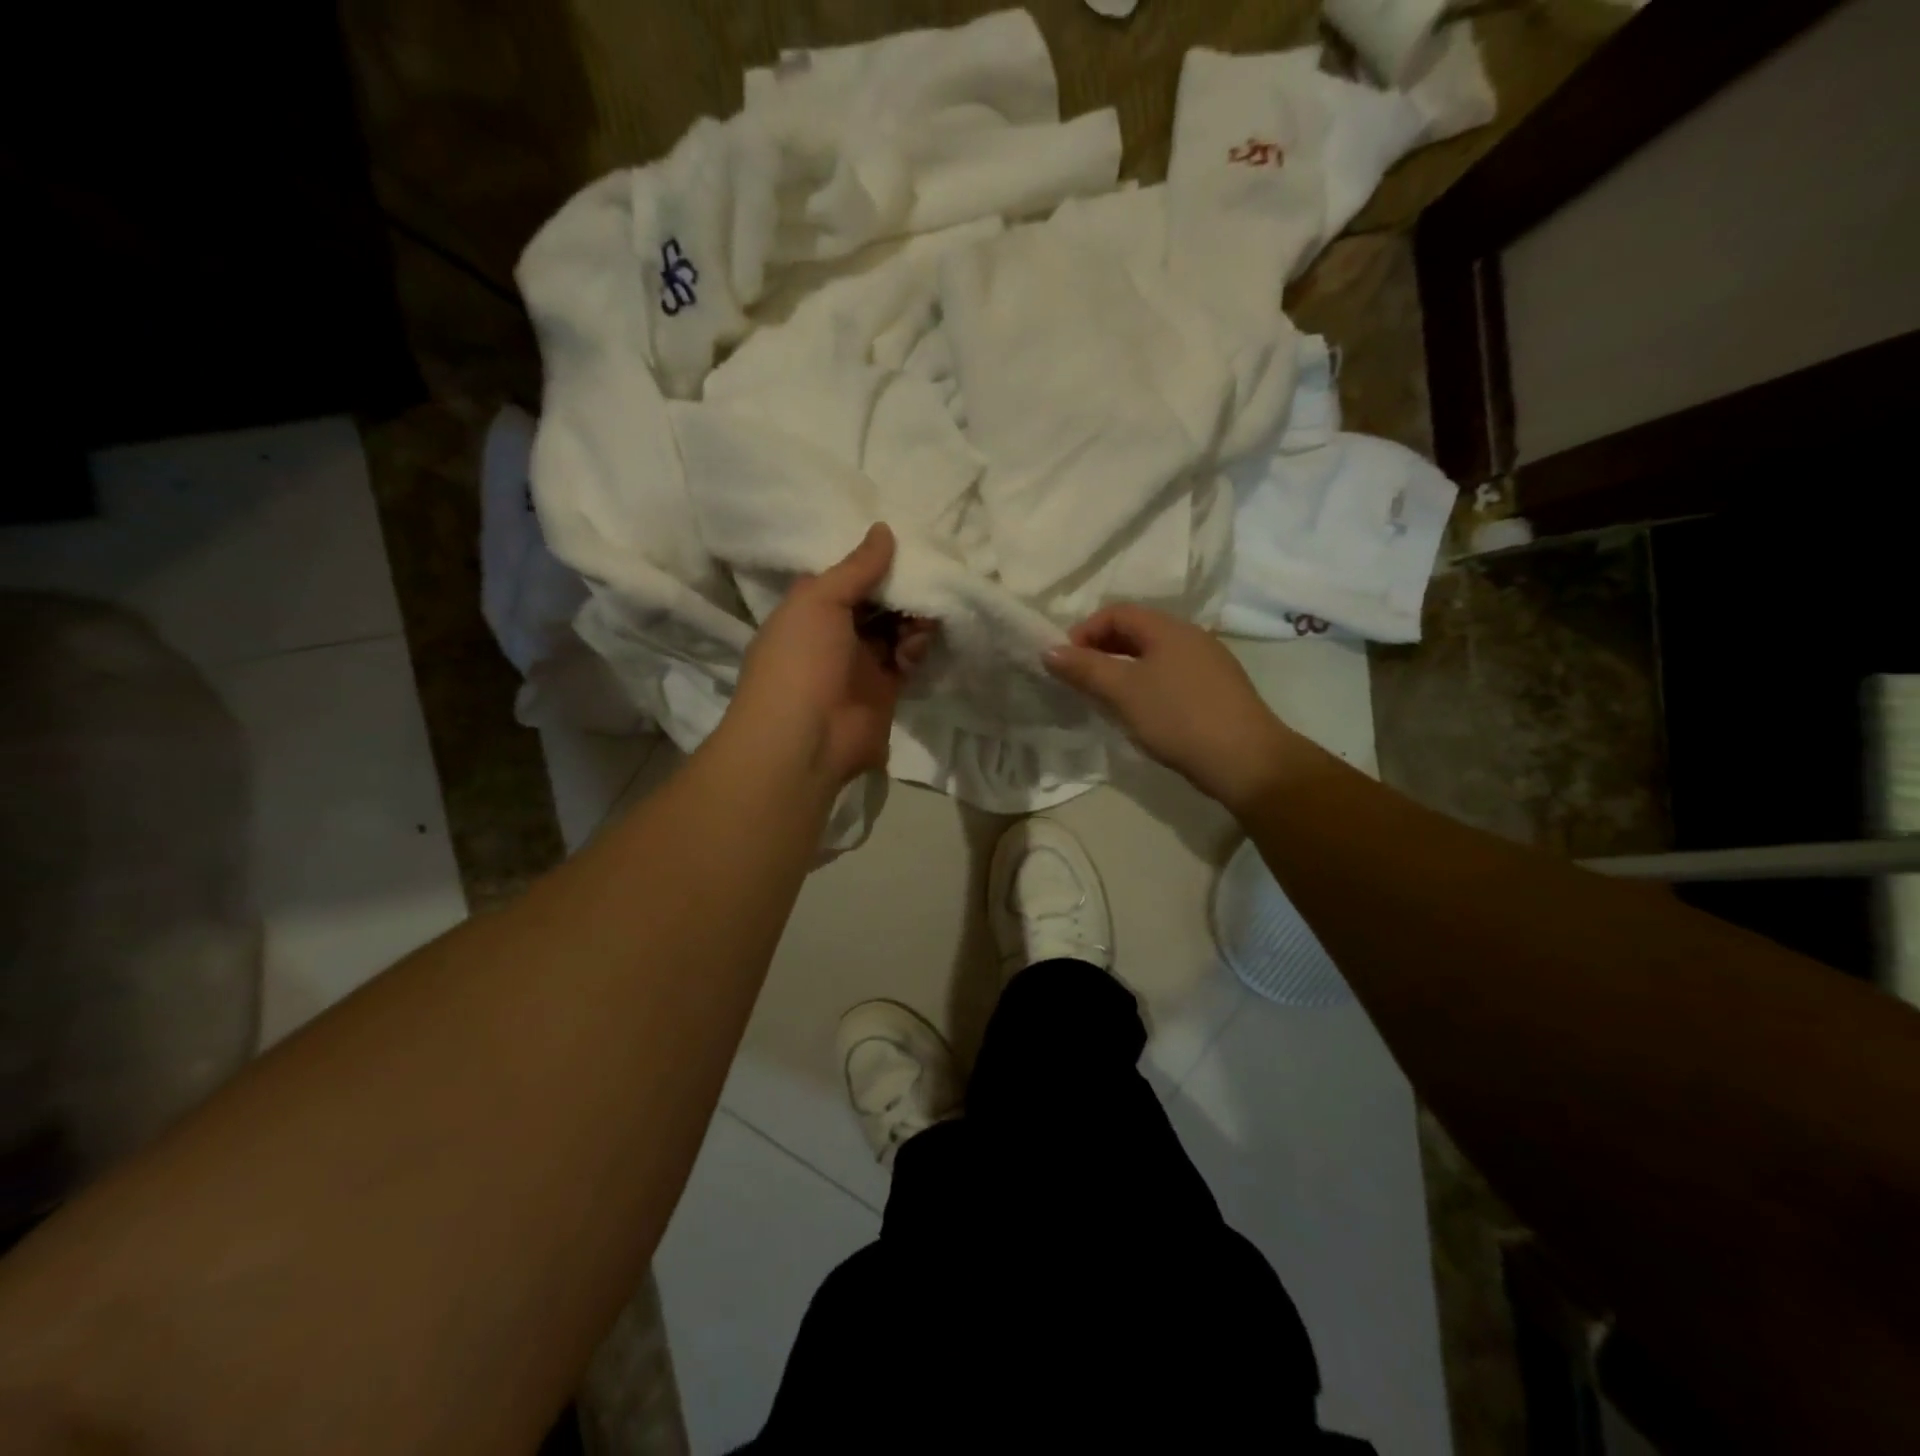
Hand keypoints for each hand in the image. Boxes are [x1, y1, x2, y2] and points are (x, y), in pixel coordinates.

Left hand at [727, 524, 934, 789]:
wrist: (805, 739)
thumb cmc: (800, 660)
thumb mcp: (818, 600)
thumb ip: (856, 567)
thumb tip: (884, 529)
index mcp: (809, 609)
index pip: (847, 577)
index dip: (873, 562)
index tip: (905, 544)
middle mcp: (834, 633)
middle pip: (876, 602)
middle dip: (900, 590)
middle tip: (925, 578)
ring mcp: (860, 663)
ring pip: (896, 628)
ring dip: (912, 618)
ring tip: (920, 617)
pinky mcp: (885, 689)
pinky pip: (908, 658)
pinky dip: (916, 647)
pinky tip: (914, 646)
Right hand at [1044, 604, 1298, 812]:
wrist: (1246, 760)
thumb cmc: (1178, 717)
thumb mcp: (1123, 691)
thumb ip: (1084, 668)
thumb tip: (1048, 650)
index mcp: (1168, 628)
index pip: (1116, 613)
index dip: (1084, 631)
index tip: (1066, 662)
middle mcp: (1191, 636)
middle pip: (1136, 631)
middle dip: (1102, 651)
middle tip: (1080, 680)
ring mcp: (1208, 663)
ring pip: (1153, 656)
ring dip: (1123, 670)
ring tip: (1105, 699)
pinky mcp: (1217, 690)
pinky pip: (1171, 675)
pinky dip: (1146, 685)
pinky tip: (1141, 713)